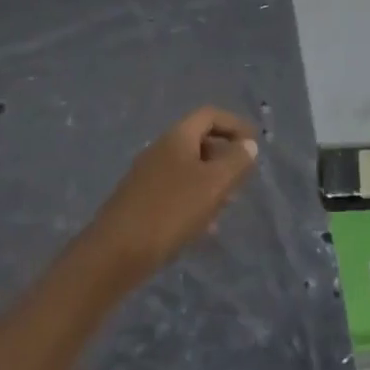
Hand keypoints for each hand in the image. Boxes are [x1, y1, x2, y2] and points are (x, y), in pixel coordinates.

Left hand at [88, 106, 258, 279]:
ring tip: (226, 204)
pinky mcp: (140, 201)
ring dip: (211, 180)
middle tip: (243, 177)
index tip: (254, 143)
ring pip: (188, 167)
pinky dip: (195, 198)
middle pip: (198, 140)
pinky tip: (202, 226)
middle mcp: (160, 149)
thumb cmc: (170, 211)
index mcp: (177, 137)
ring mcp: (147, 175)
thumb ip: (236, 161)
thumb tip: (248, 145)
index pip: (210, 115)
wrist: (114, 254)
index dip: (235, 124)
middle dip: (224, 155)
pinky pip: (176, 189)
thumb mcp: (214, 184)